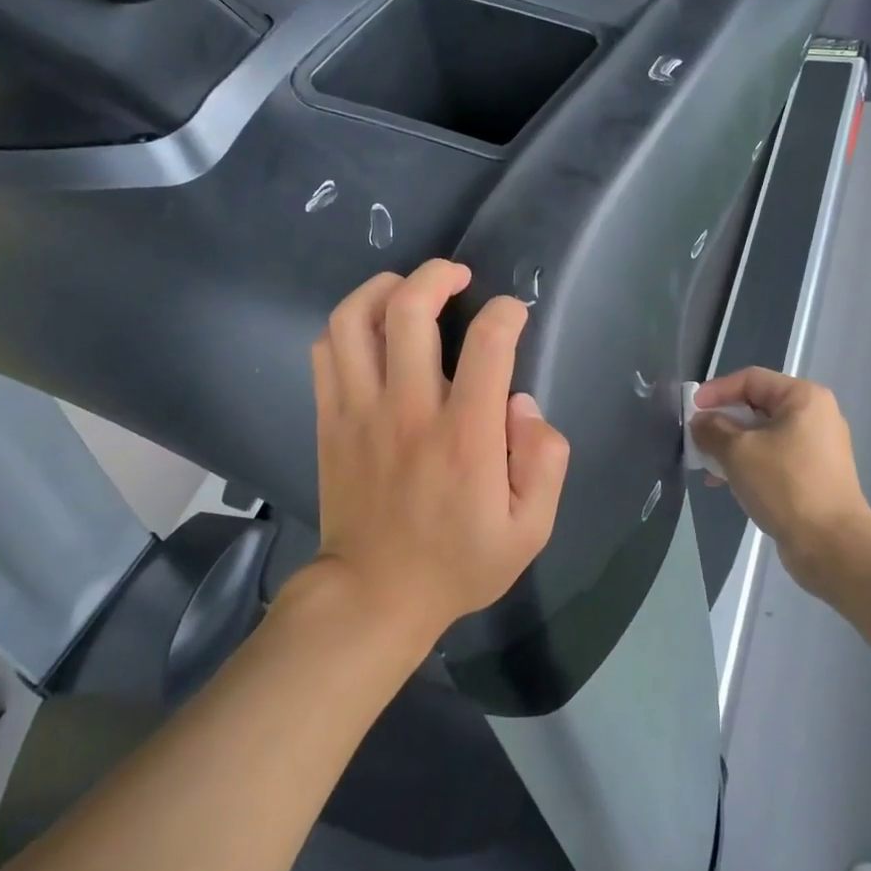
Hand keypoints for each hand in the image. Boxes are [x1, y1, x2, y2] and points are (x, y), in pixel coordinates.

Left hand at [308, 259, 571, 648]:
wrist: (374, 595)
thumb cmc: (458, 563)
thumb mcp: (530, 531)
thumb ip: (544, 462)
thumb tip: (524, 404)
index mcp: (465, 437)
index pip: (488, 345)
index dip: (506, 313)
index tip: (513, 314)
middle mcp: (408, 411)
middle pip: (409, 311)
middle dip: (438, 275)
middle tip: (458, 276)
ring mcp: (360, 412)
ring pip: (354, 320)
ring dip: (383, 288)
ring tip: (408, 289)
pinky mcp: (331, 420)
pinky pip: (326, 351)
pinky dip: (347, 324)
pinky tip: (371, 328)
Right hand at [689, 367, 870, 599]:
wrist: (831, 544)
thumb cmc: (785, 485)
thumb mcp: (738, 452)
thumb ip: (712, 429)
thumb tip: (701, 422)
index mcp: (803, 398)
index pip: (751, 379)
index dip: (716, 390)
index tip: (690, 410)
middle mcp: (815, 415)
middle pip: (757, 406)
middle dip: (722, 421)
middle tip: (696, 438)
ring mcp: (817, 447)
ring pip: (763, 434)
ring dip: (731, 445)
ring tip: (707, 465)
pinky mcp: (814, 474)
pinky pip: (774, 457)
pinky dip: (749, 463)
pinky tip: (727, 483)